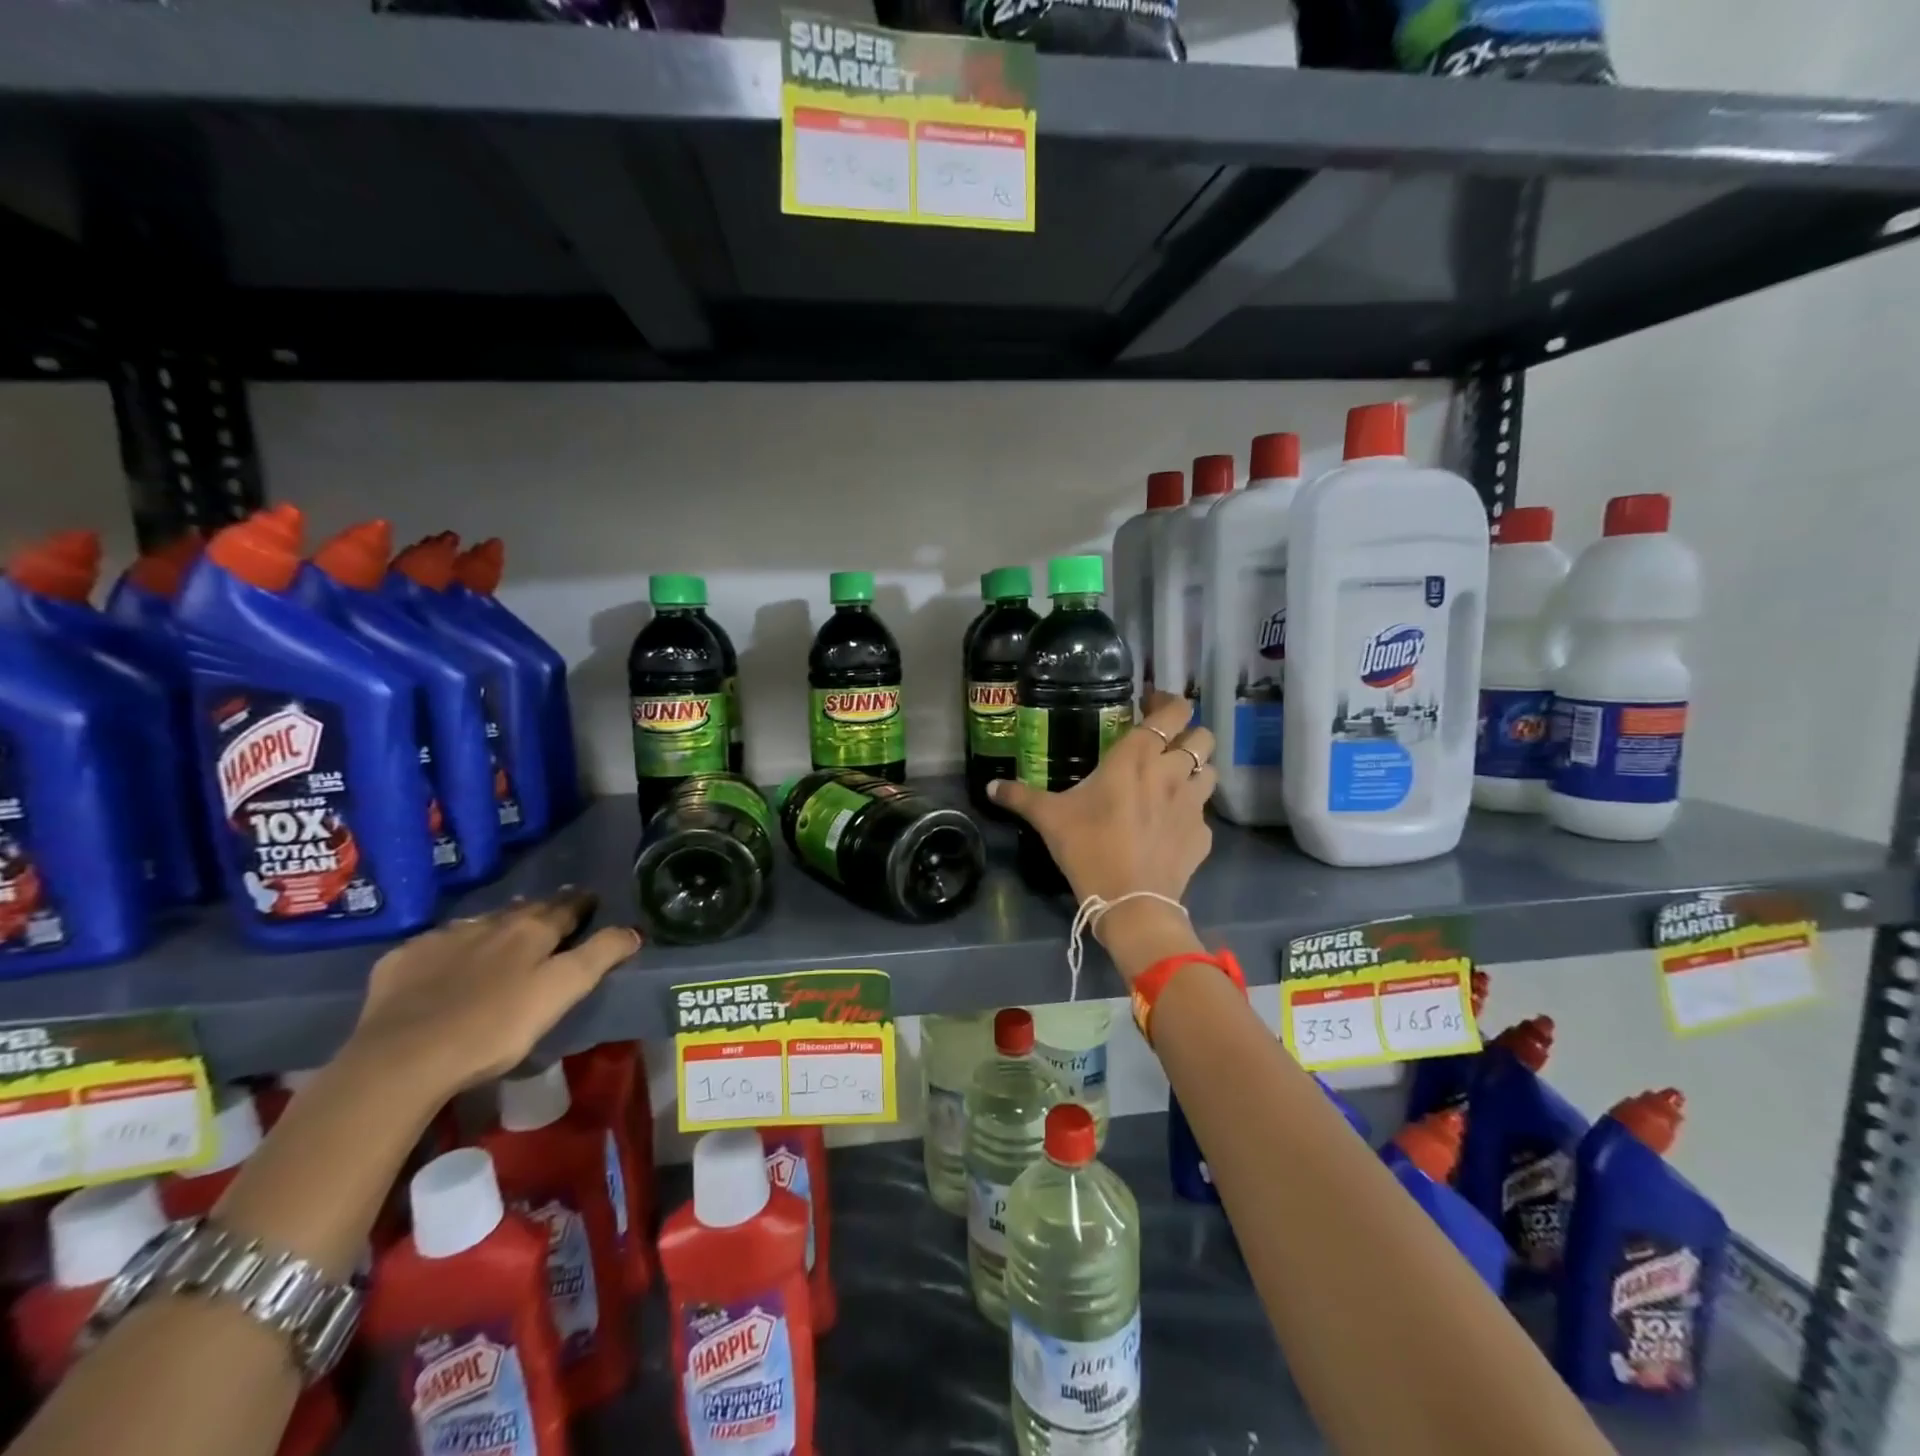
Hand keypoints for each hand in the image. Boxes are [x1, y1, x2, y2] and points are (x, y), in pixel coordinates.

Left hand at [347, 890, 638, 1099]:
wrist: (401, 1059)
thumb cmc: (495, 1027)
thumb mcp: (562, 993)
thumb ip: (600, 956)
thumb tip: (632, 930)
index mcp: (531, 930)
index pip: (566, 907)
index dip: (582, 904)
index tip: (591, 902)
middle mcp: (489, 923)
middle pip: (523, 910)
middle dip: (541, 910)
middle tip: (552, 917)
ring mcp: (441, 939)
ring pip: (480, 924)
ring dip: (496, 927)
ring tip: (503, 938)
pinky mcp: (402, 961)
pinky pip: (436, 945)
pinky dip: (451, 948)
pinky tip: (448, 964)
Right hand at [989, 693, 1213, 980]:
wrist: (1131, 902)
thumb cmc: (1089, 848)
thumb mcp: (1049, 818)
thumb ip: (1021, 796)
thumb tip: (991, 786)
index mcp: (1137, 757)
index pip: (1172, 711)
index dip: (1169, 701)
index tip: (1152, 704)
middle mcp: (1172, 772)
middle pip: (1203, 736)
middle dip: (1190, 733)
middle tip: (1167, 743)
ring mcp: (1193, 804)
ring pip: (1211, 770)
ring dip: (1197, 769)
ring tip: (1175, 780)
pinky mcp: (1203, 835)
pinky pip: (1204, 813)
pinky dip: (1192, 812)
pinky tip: (1172, 825)